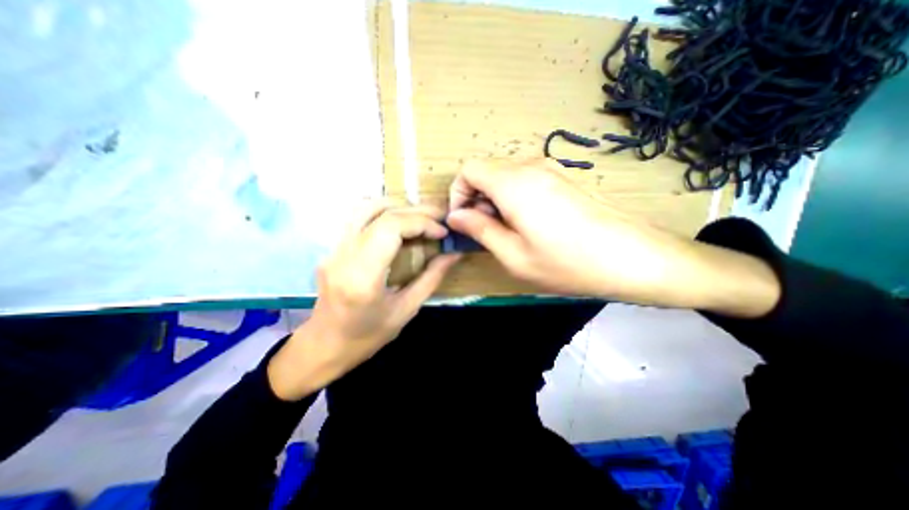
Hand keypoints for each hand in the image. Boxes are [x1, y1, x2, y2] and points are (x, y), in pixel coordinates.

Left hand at [267, 200, 458, 400]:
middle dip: (415, 210)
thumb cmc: (367, 336)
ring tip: (419, 216)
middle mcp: (343, 255)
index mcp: (362, 276)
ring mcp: (333, 249)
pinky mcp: (332, 248)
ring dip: (396, 206)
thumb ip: (431, 278)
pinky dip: (382, 212)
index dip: (421, 222)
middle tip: (439, 216)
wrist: (324, 346)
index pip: (390, 228)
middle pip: (379, 213)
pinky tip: (398, 222)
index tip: (442, 231)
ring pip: (363, 206)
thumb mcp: (406, 310)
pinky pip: (357, 217)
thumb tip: (453, 254)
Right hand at [444, 156, 776, 314]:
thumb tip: (456, 216)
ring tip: (507, 231)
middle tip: (485, 231)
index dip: (458, 193)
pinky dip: (513, 197)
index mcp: (514, 184)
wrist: (634, 258)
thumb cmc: (568, 263)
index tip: (464, 220)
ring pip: (505, 175)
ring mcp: (551, 169)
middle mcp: (531, 167)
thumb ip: (480, 230)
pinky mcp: (563, 178)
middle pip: (486, 170)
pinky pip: (525, 179)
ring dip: (495, 199)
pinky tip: (528, 223)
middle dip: (476, 198)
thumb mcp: (514, 255)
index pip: (469, 169)